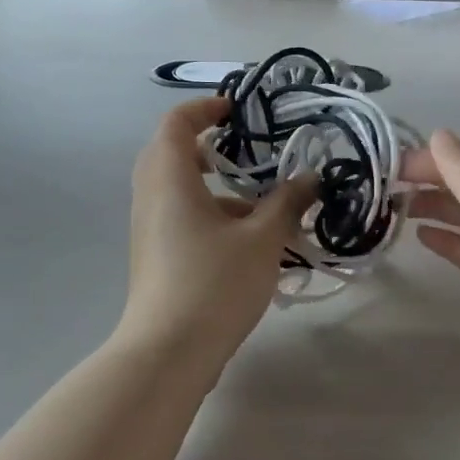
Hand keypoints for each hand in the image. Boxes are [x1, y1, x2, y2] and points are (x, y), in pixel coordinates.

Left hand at [118, 98, 314, 362]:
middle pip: (173, 152)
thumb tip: (310, 178)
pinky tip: (252, 241)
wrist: (168, 352)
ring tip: (266, 203)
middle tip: (250, 151)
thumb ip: (287, 202)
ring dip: (218, 187)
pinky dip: (212, 214)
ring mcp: (149, 228)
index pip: (177, 122)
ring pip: (180, 189)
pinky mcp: (156, 255)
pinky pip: (181, 216)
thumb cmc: (214, 282)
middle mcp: (151, 195)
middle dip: (211, 146)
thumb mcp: (263, 239)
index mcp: (170, 177)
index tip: (239, 111)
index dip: (206, 107)